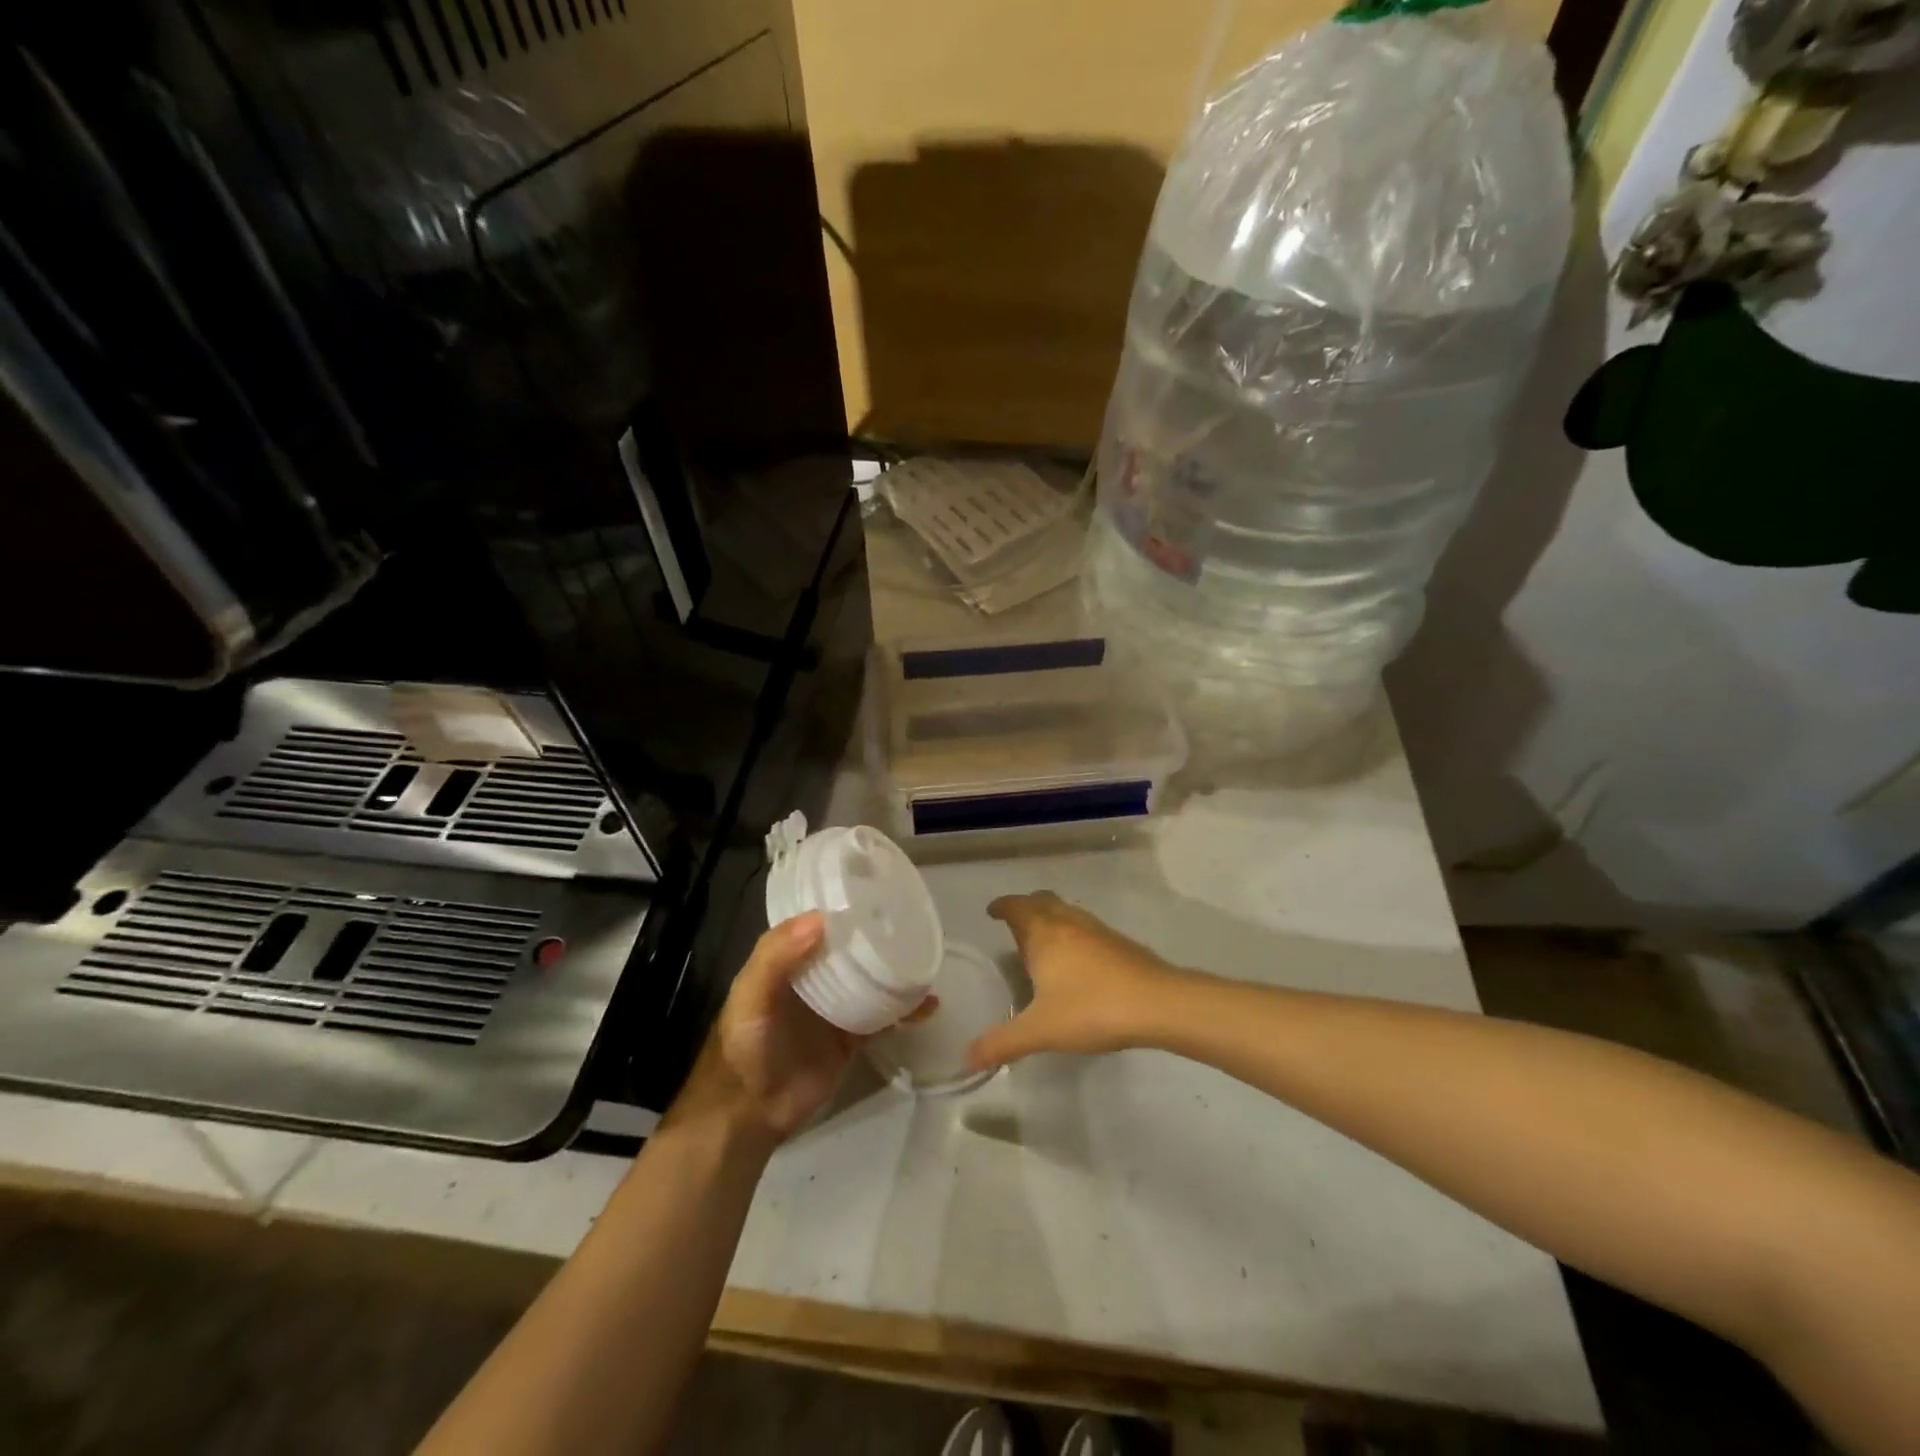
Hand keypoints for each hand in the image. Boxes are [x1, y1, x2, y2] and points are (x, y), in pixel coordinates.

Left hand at [673, 913, 933, 1146]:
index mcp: (787, 961)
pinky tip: (928, 1004)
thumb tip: (821, 917)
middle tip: (910, 919)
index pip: (817, 924)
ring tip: (925, 956)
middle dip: (876, 936)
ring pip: (871, 981)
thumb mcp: (750, 995)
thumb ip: (776, 957)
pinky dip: (905, 1010)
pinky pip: (883, 1018)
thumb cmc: (744, 1046)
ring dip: (896, 970)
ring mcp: (835, 1009)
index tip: (873, 892)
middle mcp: (813, 979)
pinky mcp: (851, 1039)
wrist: (749, 1114)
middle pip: (850, 950)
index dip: (840, 907)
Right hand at [968, 892, 1183, 1070]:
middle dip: (1026, 908)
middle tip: (1015, 927)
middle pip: (1042, 901)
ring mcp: (1097, 930)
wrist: (1158, 1003)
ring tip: (1043, 944)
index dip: (1002, 906)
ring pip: (1066, 912)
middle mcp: (1068, 922)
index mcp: (1044, 934)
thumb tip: (966, 1057)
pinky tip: (1076, 963)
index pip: (1017, 907)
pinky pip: (1085, 928)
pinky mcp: (1119, 943)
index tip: (992, 911)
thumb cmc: (1092, 1009)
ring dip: (1050, 919)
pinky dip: (1072, 934)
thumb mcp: (1040, 1030)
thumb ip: (1002, 1042)